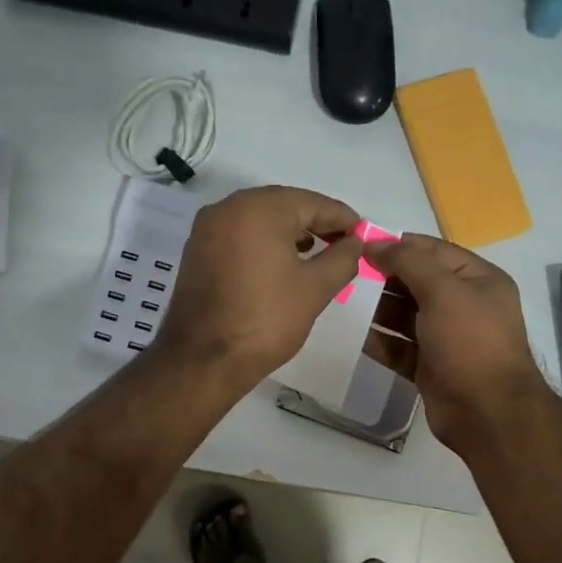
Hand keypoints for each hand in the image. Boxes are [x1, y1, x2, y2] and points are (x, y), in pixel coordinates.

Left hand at [155, 185, 362, 386]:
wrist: (204, 360)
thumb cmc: (265, 320)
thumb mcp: (315, 289)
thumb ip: (342, 258)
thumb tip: (354, 242)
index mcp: (258, 209)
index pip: (312, 202)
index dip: (342, 218)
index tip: (363, 234)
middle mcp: (228, 208)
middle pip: (283, 205)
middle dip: (315, 223)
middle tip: (343, 243)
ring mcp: (207, 229)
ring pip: (259, 220)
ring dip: (290, 233)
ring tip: (317, 255)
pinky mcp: (197, 251)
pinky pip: (240, 236)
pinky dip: (264, 243)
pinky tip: (281, 264)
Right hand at [365, 233, 546, 452]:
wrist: (487, 413)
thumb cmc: (470, 343)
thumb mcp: (443, 291)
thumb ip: (409, 262)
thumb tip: (375, 243)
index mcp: (478, 280)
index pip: (434, 251)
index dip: (399, 245)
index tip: (361, 243)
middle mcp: (465, 306)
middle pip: (418, 282)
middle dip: (386, 277)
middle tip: (348, 274)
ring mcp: (448, 339)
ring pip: (407, 316)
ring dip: (380, 309)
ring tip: (347, 302)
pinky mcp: (431, 367)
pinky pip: (401, 348)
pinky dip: (382, 342)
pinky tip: (359, 337)